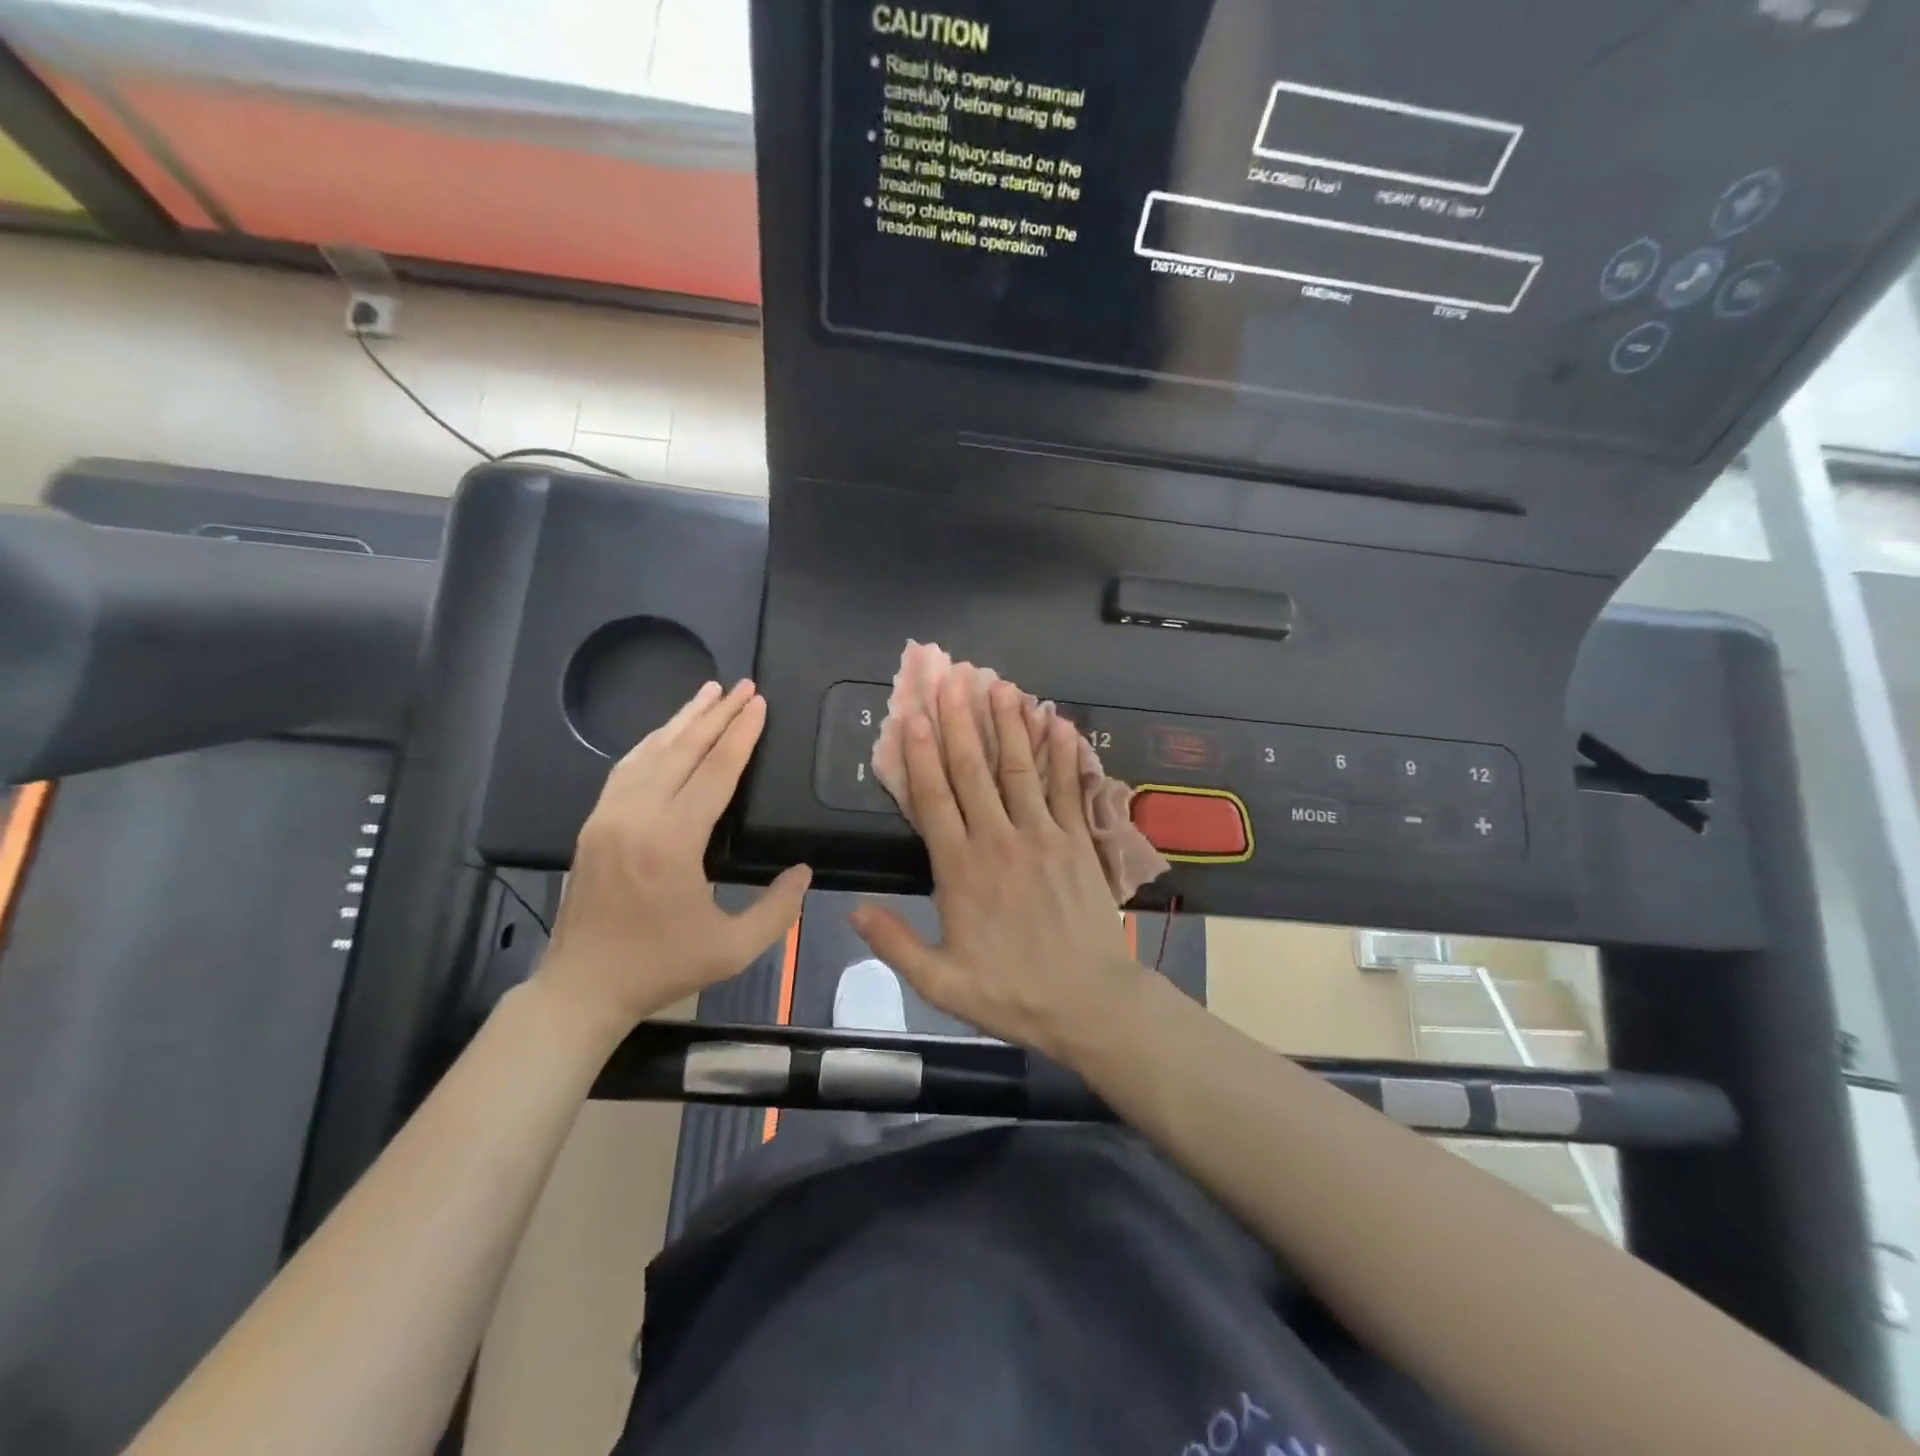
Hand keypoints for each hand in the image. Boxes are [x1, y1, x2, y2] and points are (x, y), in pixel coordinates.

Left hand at [535, 680, 810, 1039]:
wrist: (583, 987)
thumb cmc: (661, 967)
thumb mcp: (733, 949)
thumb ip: (778, 909)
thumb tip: (804, 870)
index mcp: (672, 842)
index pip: (714, 772)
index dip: (741, 735)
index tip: (759, 703)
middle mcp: (636, 817)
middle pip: (682, 750)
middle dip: (716, 714)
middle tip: (743, 686)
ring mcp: (608, 817)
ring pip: (649, 752)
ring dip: (682, 719)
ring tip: (708, 692)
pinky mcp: (594, 824)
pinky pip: (626, 768)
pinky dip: (652, 742)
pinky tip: (667, 732)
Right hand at [851, 674, 1142, 1064]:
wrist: (1089, 1003)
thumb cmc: (1011, 994)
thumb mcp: (940, 982)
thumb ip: (895, 943)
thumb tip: (851, 909)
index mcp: (961, 871)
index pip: (934, 800)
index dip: (920, 755)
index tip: (911, 716)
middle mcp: (1000, 841)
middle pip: (974, 772)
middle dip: (959, 722)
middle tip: (949, 679)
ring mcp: (1044, 836)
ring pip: (1020, 769)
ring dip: (1008, 725)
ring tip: (999, 686)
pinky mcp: (1078, 842)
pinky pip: (1067, 789)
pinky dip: (1063, 754)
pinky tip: (1058, 722)